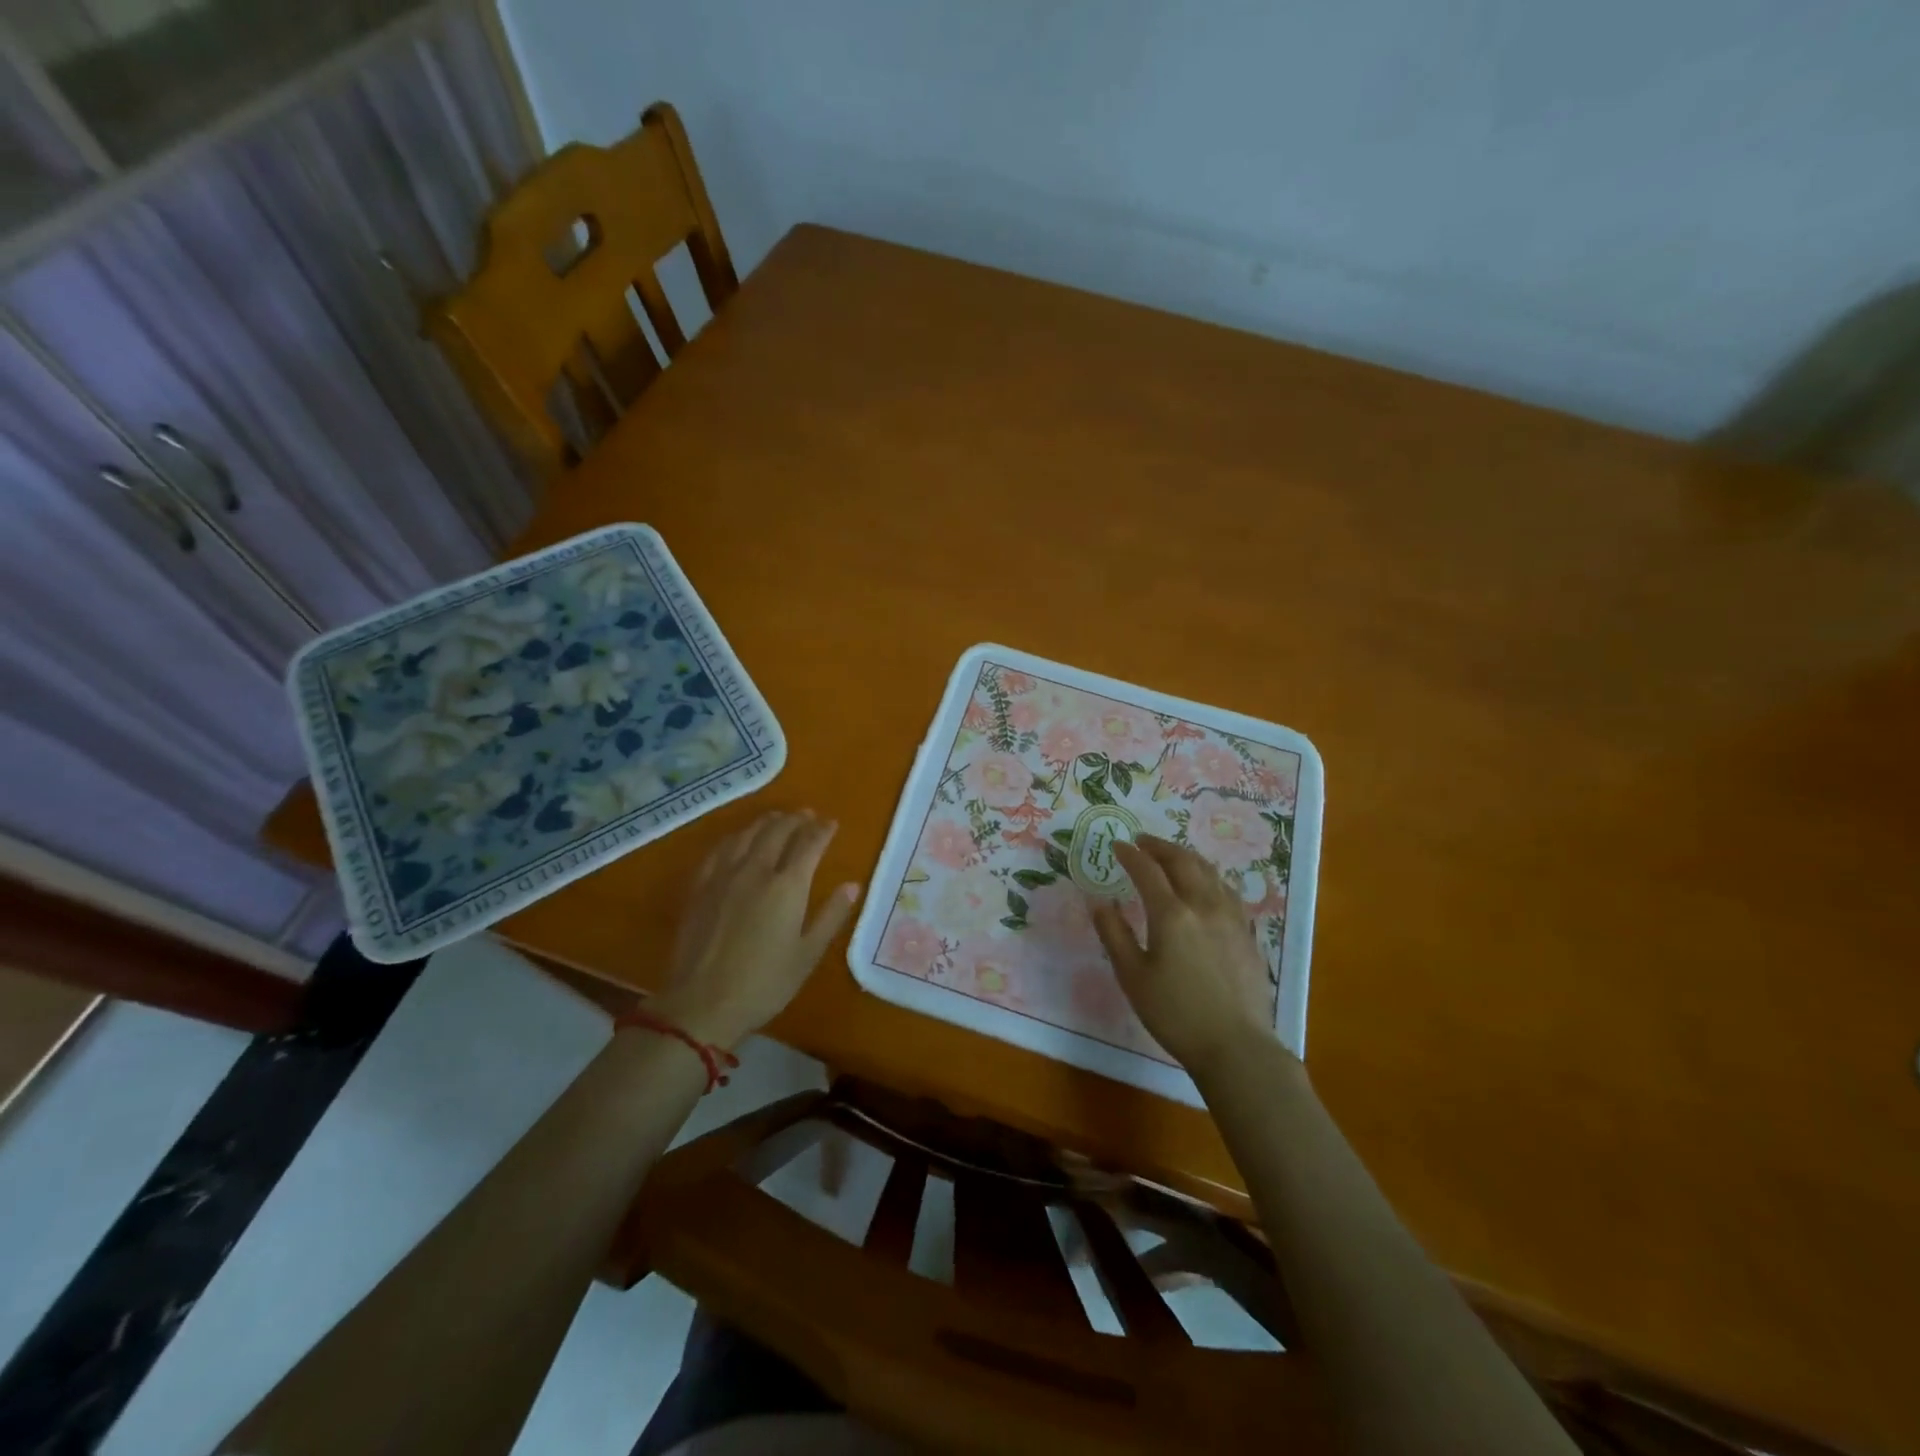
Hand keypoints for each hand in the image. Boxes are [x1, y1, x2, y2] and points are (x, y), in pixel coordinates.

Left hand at [648, 810, 861, 1049]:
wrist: (702, 1004)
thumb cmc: (764, 984)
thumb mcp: (807, 955)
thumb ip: (831, 916)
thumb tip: (852, 886)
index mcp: (787, 886)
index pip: (809, 844)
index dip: (822, 831)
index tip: (832, 823)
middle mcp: (756, 870)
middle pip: (777, 831)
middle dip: (796, 819)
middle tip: (807, 815)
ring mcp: (724, 876)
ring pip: (747, 835)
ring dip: (766, 822)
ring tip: (777, 818)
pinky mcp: (700, 887)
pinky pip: (720, 849)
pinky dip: (735, 837)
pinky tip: (738, 840)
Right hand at [1090, 835, 1278, 1068]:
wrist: (1236, 1046)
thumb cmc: (1175, 1013)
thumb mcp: (1132, 976)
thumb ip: (1114, 934)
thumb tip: (1098, 901)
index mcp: (1171, 914)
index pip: (1147, 871)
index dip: (1130, 855)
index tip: (1117, 845)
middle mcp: (1203, 905)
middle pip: (1182, 861)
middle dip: (1160, 847)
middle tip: (1142, 842)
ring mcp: (1231, 917)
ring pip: (1209, 872)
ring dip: (1186, 857)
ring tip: (1171, 856)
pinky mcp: (1247, 933)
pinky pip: (1226, 890)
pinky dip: (1209, 876)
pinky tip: (1206, 885)